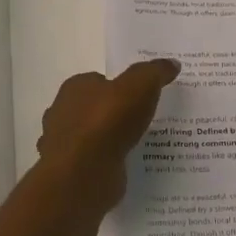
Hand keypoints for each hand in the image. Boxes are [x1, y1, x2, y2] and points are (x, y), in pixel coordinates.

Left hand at [36, 59, 179, 209]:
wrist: (84, 172)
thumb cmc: (108, 120)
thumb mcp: (141, 85)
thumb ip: (155, 72)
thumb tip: (172, 63)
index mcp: (75, 88)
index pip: (97, 81)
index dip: (118, 87)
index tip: (139, 96)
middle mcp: (62, 113)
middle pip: (92, 108)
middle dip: (112, 114)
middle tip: (141, 120)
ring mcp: (63, 145)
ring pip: (90, 137)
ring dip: (107, 140)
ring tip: (136, 145)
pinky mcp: (70, 171)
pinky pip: (92, 162)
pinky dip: (104, 163)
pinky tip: (124, 166)